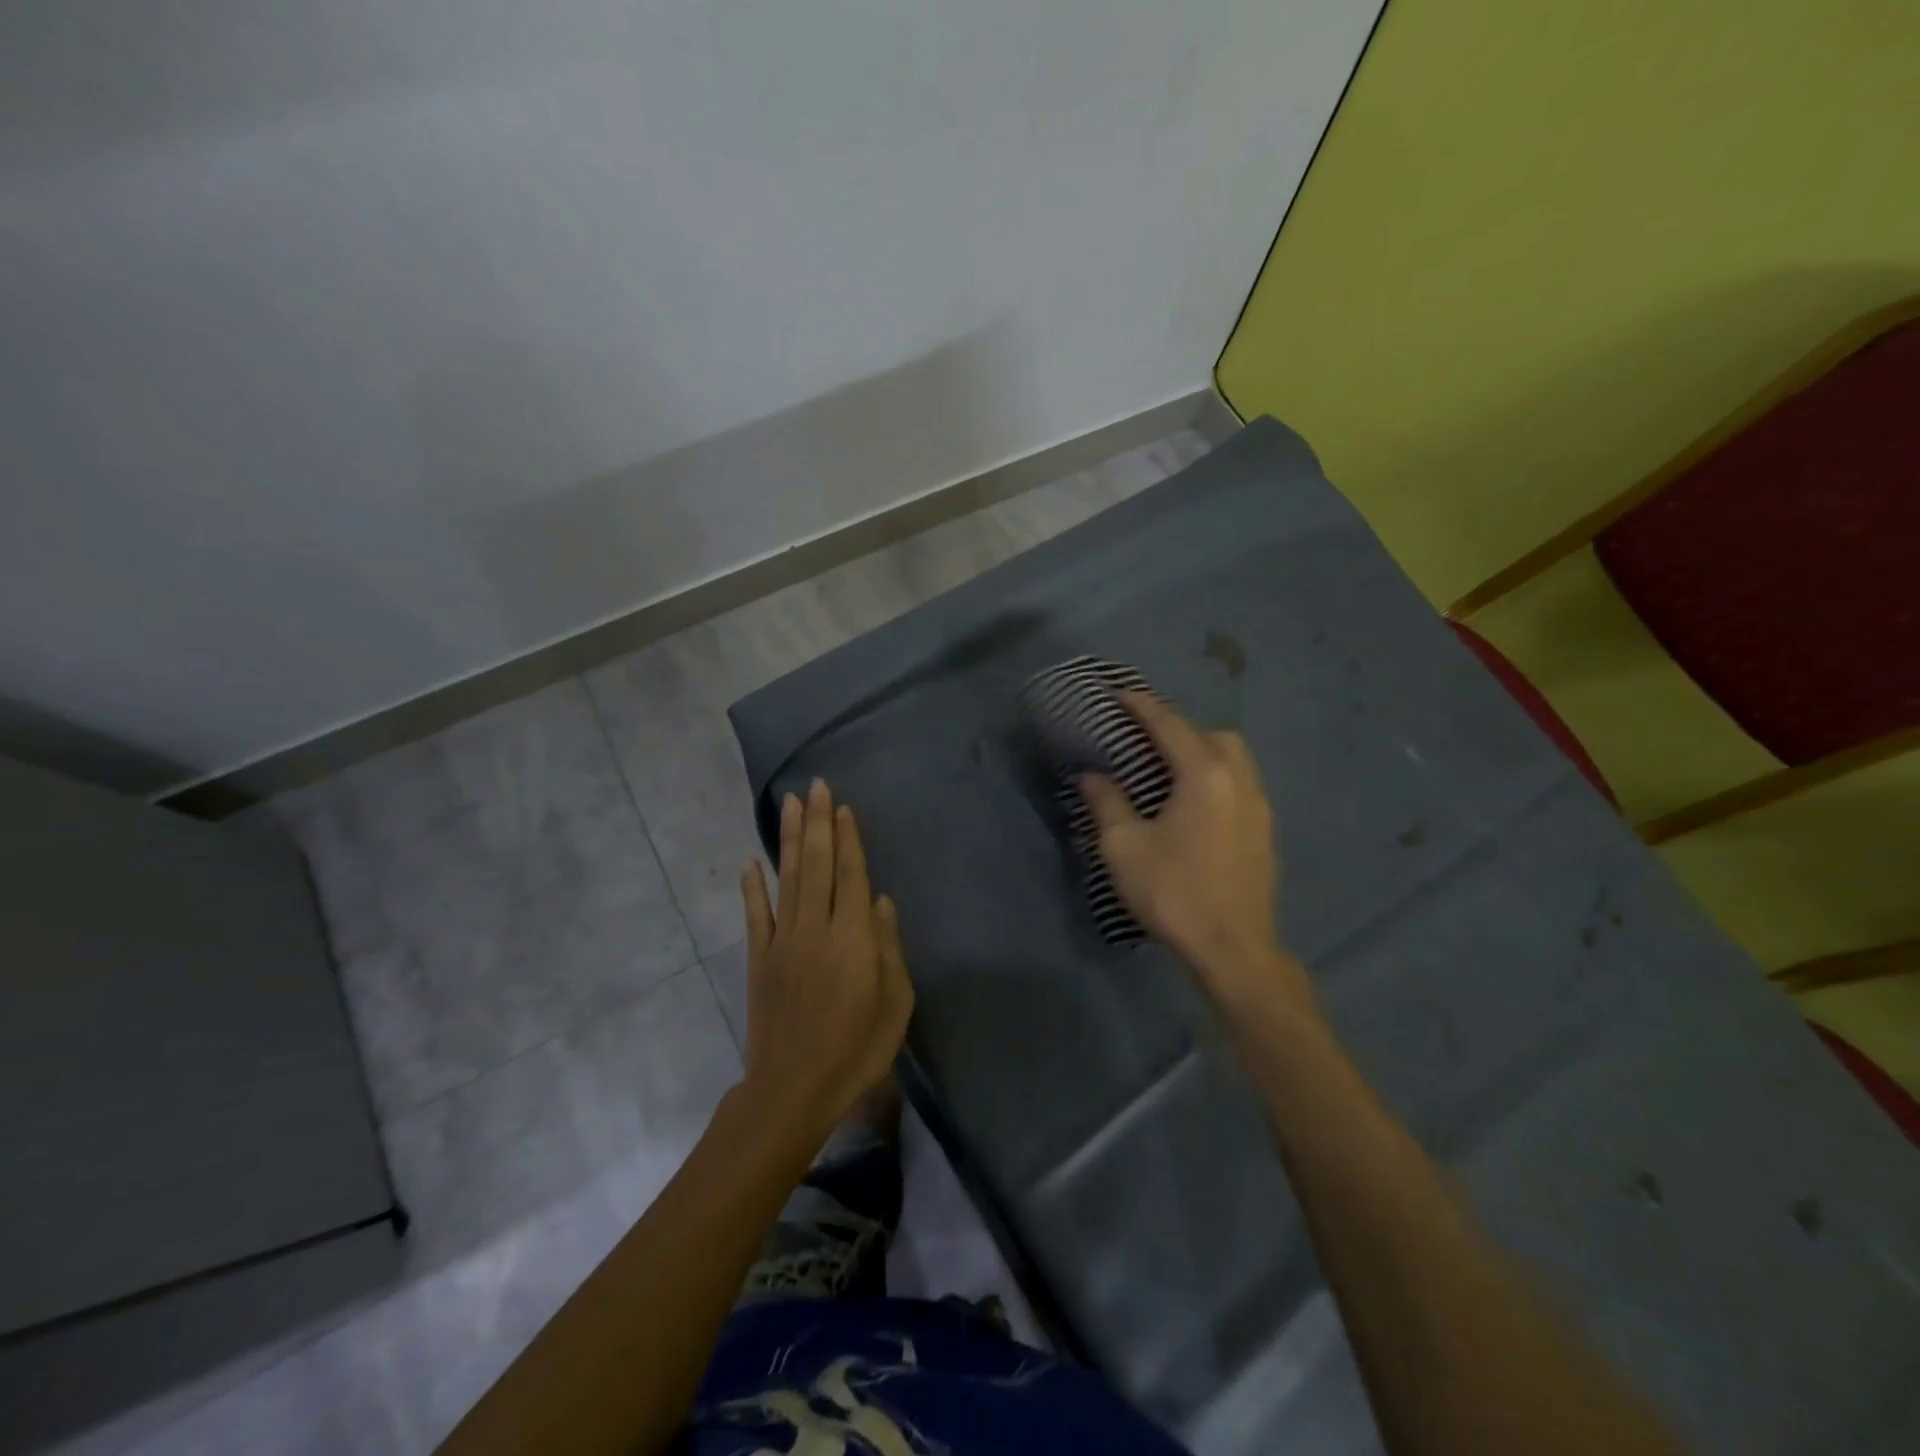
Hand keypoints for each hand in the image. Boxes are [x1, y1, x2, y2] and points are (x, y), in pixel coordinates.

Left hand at [737, 779, 914, 1150]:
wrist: (793, 1089)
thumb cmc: (857, 1049)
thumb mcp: (895, 1003)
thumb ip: (889, 947)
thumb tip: (881, 901)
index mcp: (852, 936)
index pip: (851, 874)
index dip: (849, 838)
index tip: (844, 807)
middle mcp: (815, 926)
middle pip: (818, 864)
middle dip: (818, 822)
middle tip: (816, 785)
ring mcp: (782, 940)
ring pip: (788, 878)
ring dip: (789, 838)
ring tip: (790, 803)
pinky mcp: (759, 959)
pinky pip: (755, 914)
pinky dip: (752, 887)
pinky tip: (751, 861)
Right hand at [1079, 693, 1314, 1022]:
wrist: (1233, 949)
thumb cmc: (1173, 892)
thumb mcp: (1124, 846)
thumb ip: (1106, 802)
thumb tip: (1091, 775)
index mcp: (1204, 775)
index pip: (1170, 725)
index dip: (1142, 705)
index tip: (1119, 693)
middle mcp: (1240, 780)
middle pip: (1212, 734)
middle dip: (1178, 727)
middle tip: (1145, 739)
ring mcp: (1259, 807)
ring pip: (1234, 758)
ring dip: (1202, 751)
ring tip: (1169, 769)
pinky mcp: (1265, 832)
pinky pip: (1241, 784)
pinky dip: (1216, 777)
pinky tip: (1193, 804)